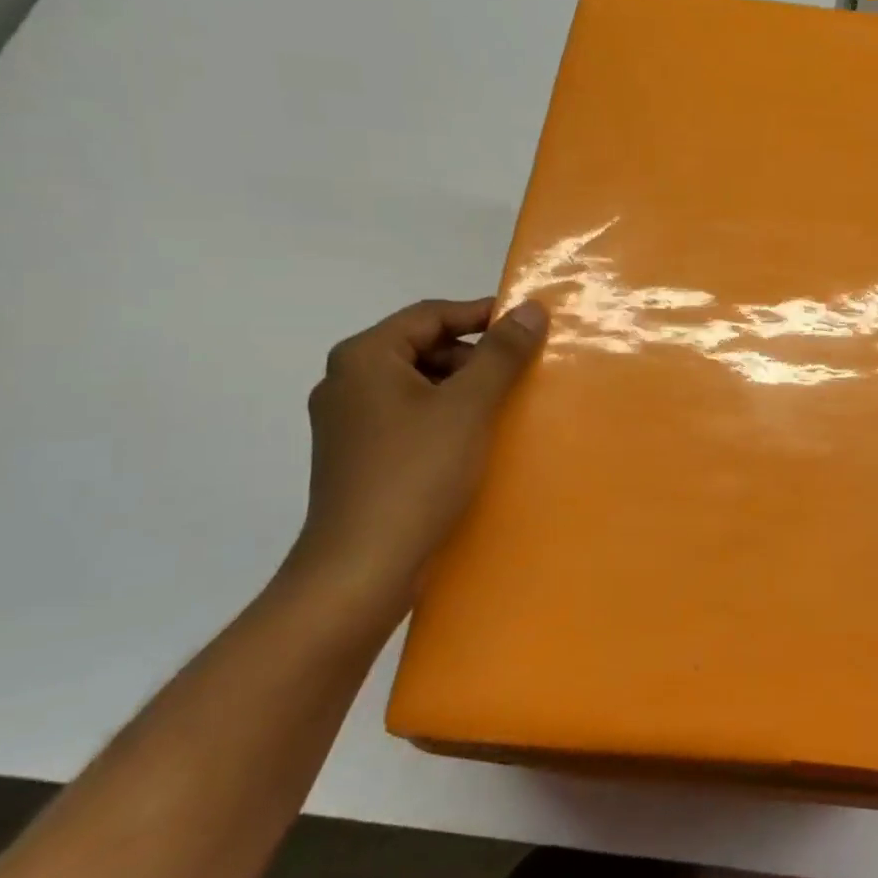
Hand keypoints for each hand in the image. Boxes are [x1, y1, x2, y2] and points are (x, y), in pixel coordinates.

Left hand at [280, 297, 546, 637]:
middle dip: (474, 356)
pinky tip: (476, 441)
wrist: (361, 569)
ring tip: (505, 408)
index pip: (430, 315)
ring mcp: (348, 423)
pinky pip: (409, 418)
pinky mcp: (358, 458)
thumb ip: (501, 353)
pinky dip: (444, 418)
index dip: (481, 314)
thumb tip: (530, 308)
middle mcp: (348, 382)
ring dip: (463, 389)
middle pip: (422, 348)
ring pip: (418, 385)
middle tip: (520, 373)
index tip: (527, 327)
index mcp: (365, 358)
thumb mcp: (469, 406)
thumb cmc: (416, 474)